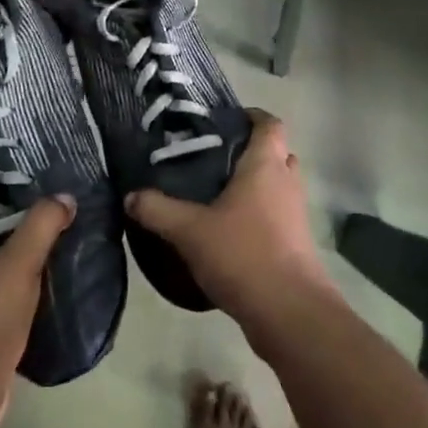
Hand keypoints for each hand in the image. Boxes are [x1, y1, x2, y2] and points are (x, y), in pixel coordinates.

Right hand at [126, 111, 339, 344]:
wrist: (289, 311)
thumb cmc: (243, 254)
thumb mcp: (189, 230)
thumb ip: (158, 210)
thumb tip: (131, 195)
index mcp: (266, 165)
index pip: (269, 124)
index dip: (251, 116)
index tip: (223, 121)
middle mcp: (286, 182)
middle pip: (274, 154)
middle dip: (248, 153)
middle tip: (211, 160)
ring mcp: (295, 214)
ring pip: (275, 187)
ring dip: (253, 187)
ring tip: (214, 195)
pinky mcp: (296, 243)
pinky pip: (276, 216)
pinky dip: (257, 216)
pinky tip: (226, 232)